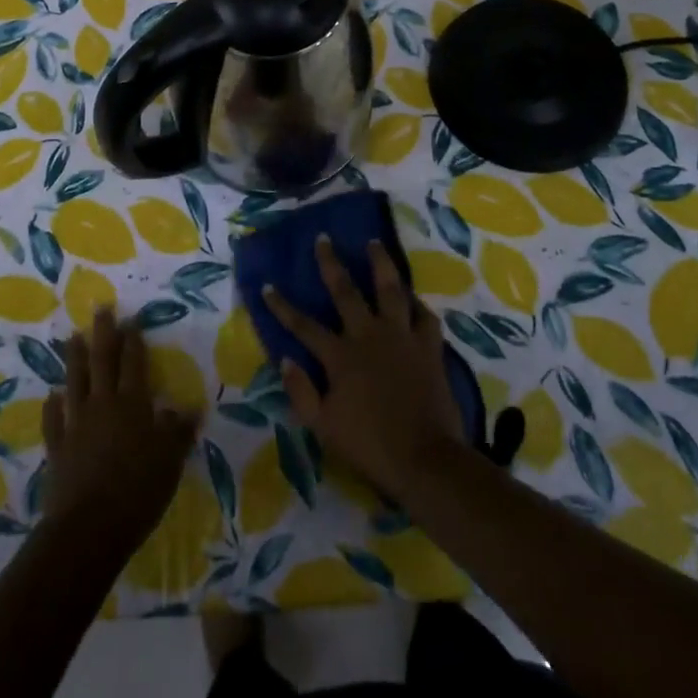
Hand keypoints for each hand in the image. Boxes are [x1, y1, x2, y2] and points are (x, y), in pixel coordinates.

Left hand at [42, 307, 199, 556]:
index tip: (131, 319)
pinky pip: (54, 419)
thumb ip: (178, 431)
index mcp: (133, 404)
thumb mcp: (170, 461)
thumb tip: (189, 407)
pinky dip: (53, 406)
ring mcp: (76, 424)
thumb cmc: (138, 492)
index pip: (134, 363)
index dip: (133, 340)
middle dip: (103, 334)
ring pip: (75, 381)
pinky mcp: (57, 447)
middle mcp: (103, 405)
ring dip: (75, 358)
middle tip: (101, 309)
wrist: (88, 527)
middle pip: (102, 362)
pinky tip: (52, 395)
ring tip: (73, 337)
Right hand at [264, 237, 466, 501]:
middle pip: (346, 291)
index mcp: (340, 356)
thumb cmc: (370, 445)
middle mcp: (369, 335)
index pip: (303, 326)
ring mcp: (402, 337)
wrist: (426, 458)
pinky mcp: (429, 346)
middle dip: (330, 263)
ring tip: (374, 242)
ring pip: (390, 289)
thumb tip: (285, 359)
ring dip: (380, 263)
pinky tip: (412, 296)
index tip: (267, 285)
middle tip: (324, 238)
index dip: (282, 306)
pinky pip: (424, 315)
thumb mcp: (323, 427)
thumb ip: (301, 392)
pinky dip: (417, 303)